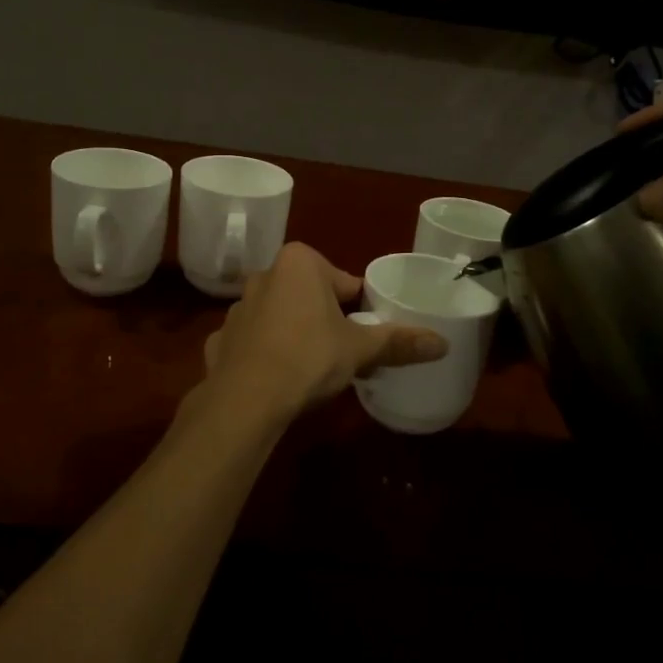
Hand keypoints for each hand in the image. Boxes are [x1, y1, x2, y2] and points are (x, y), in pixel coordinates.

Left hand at [202, 243, 447, 418]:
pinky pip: (252, 342)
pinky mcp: (219, 340)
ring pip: (279, 317)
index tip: (366, 334)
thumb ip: (398, 342)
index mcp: (299, 263)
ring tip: (310, 369)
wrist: (245, 400)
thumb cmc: (308, 358)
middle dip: (325, 319)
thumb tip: (443, 343)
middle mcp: (264, 275)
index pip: (344, 282)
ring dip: (294, 334)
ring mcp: (236, 308)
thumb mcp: (360, 349)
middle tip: (343, 352)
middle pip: (310, 295)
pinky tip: (276, 380)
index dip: (360, 309)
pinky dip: (265, 355)